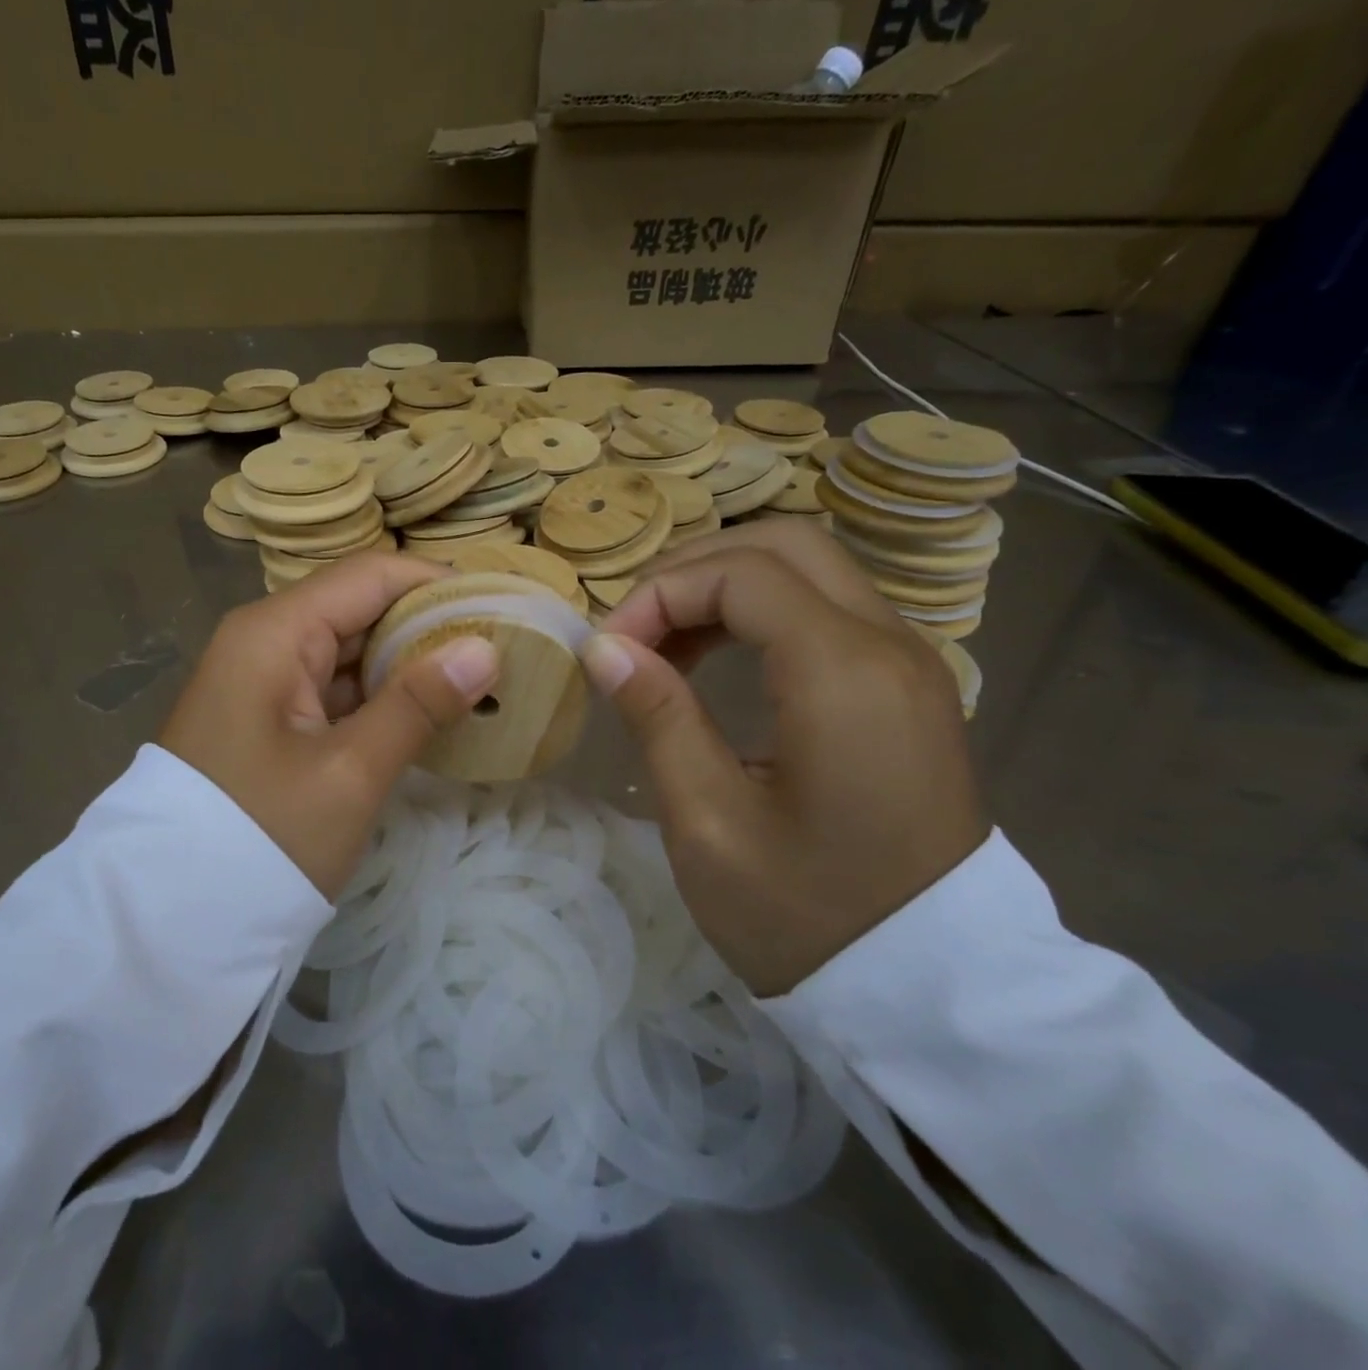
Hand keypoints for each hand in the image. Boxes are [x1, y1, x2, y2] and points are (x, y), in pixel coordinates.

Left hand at [160, 554, 498, 900]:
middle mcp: (265, 640)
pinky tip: (428, 711)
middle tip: (500, 647)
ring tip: (479, 677)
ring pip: (350, 649)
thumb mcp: (350, 772)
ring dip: (408, 662)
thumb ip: (418, 703)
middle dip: (428, 624)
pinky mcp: (269, 716)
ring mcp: (264, 679)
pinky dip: (380, 695)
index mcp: (275, 632)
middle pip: (360, 607)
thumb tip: (485, 649)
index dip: (437, 584)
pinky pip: (335, 687)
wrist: (175, 913)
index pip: (370, 576)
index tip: (500, 605)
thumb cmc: (264, 835)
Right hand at [580, 519, 986, 996]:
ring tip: (665, 646)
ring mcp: (909, 663)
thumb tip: (605, 646)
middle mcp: (890, 645)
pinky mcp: (907, 688)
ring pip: (809, 570)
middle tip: (636, 629)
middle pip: (783, 545)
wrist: (930, 990)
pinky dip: (762, 612)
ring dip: (725, 587)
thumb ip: (657, 715)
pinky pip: (828, 610)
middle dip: (694, 571)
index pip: (741, 573)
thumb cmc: (806, 915)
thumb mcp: (707, 820)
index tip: (608, 650)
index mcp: (843, 674)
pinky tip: (718, 661)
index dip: (660, 595)